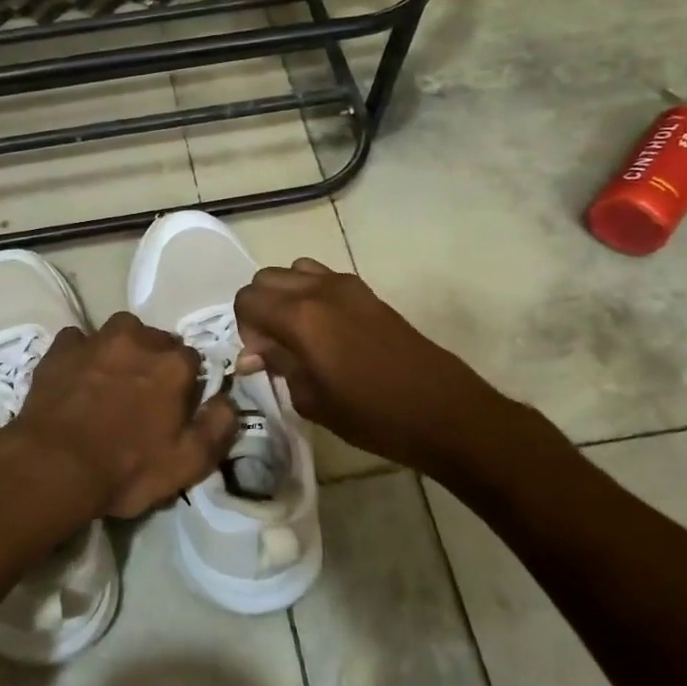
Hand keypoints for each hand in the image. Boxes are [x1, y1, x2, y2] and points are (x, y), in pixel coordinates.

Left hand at [2, 312, 237, 520]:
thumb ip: (217, 427)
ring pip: (119, 332)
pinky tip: (76, 375)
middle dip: (155, 360)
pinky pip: (78, 340)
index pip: (192, 359)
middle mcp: (138, 341)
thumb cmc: (126, 469)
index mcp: (173, 366)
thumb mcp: (187, 463)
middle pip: (156, 340)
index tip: (176, 403)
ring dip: (121, 348)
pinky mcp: (60, 349)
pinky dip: (81, 353)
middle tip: (143, 392)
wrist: (53, 466)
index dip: (185, 382)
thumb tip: (228, 401)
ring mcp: (96, 341)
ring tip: (112, 377)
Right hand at [234, 257, 518, 476]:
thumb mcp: (312, 399)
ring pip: (294, 271)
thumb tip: (252, 355)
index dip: (244, 328)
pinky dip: (310, 294)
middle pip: (266, 278)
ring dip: (285, 296)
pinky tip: (326, 331)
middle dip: (260, 308)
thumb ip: (278, 366)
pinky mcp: (367, 292)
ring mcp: (346, 286)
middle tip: (275, 347)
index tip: (261, 358)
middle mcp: (318, 290)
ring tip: (298, 334)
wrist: (442, 410)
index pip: (247, 299)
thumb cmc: (372, 414)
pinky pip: (322, 278)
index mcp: (300, 316)